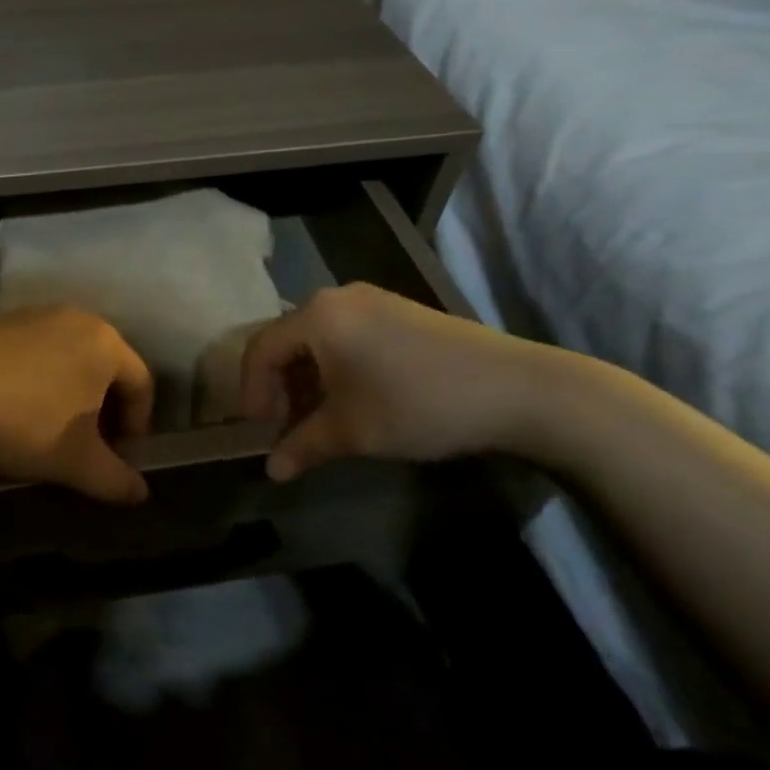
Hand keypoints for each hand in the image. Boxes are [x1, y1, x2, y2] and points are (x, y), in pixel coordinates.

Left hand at [0, 306, 154, 504]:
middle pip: (106, 367)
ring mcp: (33, 314)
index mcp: (104, 341)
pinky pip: (35, 352)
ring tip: (53, 431)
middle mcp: (74, 316)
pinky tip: (17, 409)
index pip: (141, 384)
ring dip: (71, 395)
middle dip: (104, 410)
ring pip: (69, 358)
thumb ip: (116, 480)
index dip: (138, 427)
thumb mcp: (76, 462)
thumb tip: (141, 494)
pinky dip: (39, 380)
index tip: (119, 460)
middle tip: (90, 448)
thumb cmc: (23, 423)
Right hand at [239, 283, 561, 481]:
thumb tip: (271, 471)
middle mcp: (337, 298)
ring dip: (309, 380)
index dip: (253, 392)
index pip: (261, 349)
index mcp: (317, 316)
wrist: (517, 389)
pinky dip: (337, 368)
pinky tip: (354, 400)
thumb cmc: (417, 404)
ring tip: (320, 420)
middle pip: (288, 340)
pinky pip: (348, 336)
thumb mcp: (352, 431)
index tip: (262, 431)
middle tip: (288, 428)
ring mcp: (372, 301)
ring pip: (319, 339)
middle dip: (281, 387)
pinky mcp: (400, 312)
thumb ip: (303, 447)